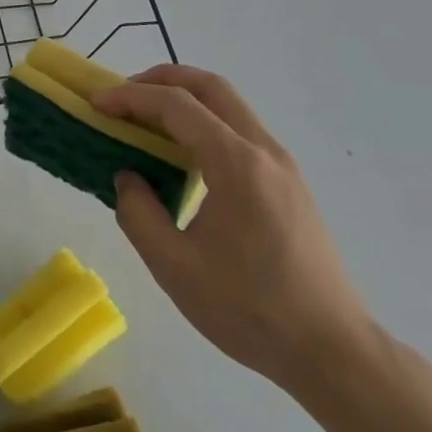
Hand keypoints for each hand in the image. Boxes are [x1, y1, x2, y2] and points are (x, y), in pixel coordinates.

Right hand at [97, 65, 372, 391]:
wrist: (333, 352)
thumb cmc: (250, 309)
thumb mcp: (174, 266)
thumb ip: (138, 212)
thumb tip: (128, 176)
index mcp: (236, 164)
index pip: (176, 105)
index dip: (131, 97)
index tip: (97, 104)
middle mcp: (264, 151)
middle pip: (211, 86)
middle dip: (161, 79)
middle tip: (124, 96)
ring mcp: (283, 166)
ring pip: (230, 105)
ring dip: (185, 99)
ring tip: (146, 122)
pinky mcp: (290, 184)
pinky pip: (241, 130)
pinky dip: (205, 123)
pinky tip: (183, 156)